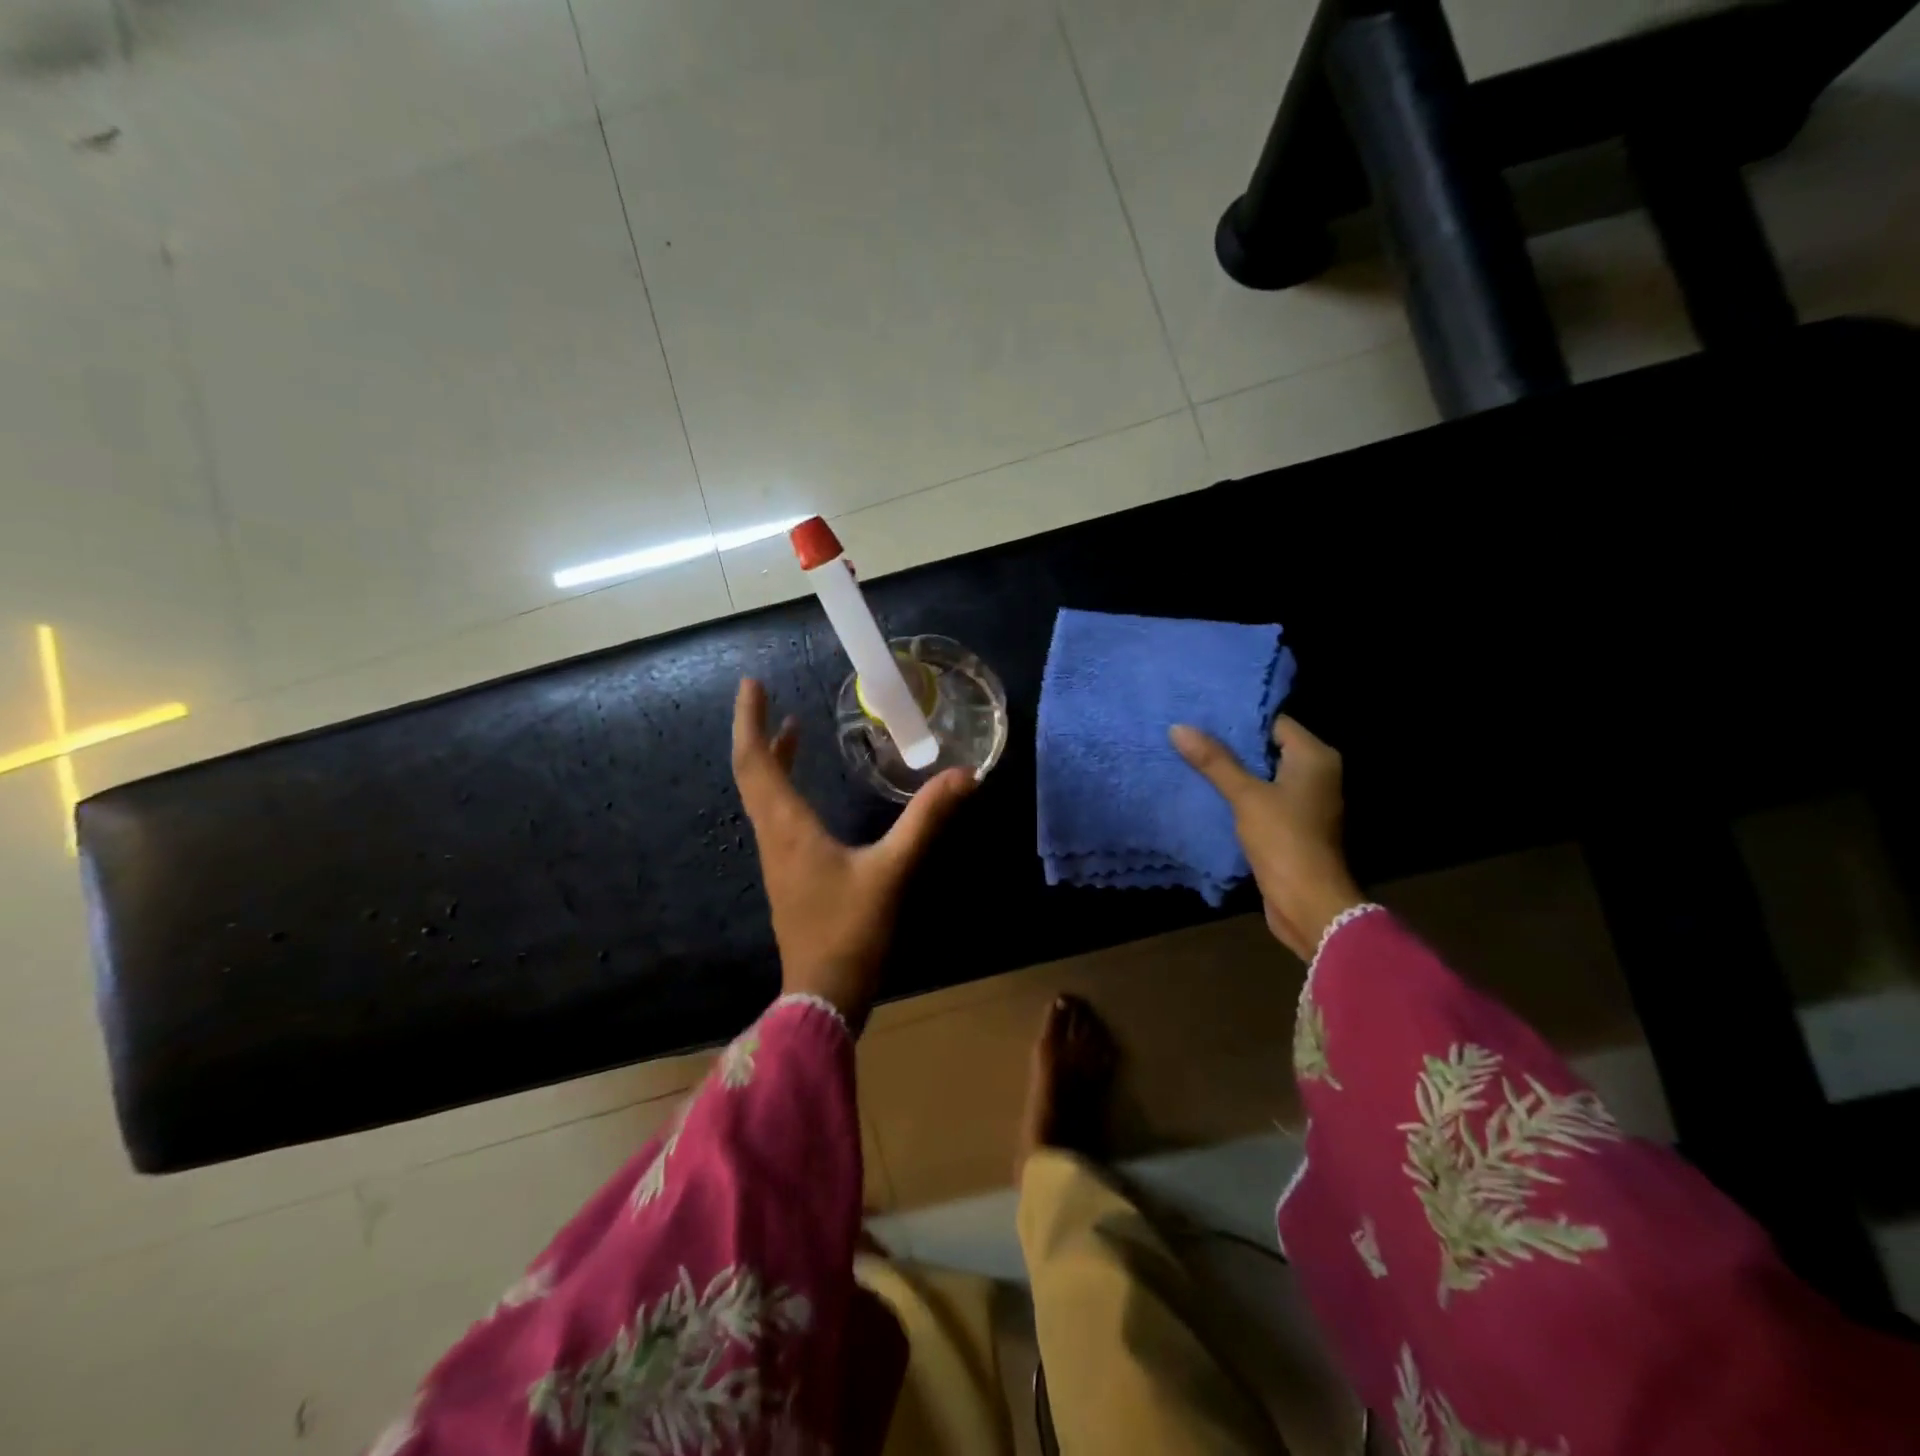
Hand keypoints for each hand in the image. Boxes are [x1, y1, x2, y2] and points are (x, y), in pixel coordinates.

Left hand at [732, 679, 973, 1020]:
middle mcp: (774, 838)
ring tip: (792, 732)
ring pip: (763, 798)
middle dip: (758, 735)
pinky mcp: (790, 877)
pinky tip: (809, 794)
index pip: (755, 764)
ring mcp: (778, 860)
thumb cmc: (851, 932)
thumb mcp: (893, 871)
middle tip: (771, 701)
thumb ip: (927, 821)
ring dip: (772, 762)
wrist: (823, 997)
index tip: (751, 684)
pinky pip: (777, 818)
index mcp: (788, 829)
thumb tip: (964, 776)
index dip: (749, 722)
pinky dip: (784, 788)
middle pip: (753, 776)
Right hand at [1170, 715, 1363, 961]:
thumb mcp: (1245, 795)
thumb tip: (1178, 727)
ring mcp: (1306, 801)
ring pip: (1262, 774)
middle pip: (1267, 747)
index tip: (1201, 713)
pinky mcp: (1292, 824)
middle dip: (1229, 744)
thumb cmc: (1284, 839)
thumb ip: (1214, 761)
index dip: (1239, 718)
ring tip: (1190, 756)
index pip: (1274, 722)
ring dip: (1231, 770)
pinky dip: (1238, 793)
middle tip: (1189, 732)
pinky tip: (1206, 789)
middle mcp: (1317, 773)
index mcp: (1315, 757)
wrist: (1308, 902)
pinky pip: (1262, 797)